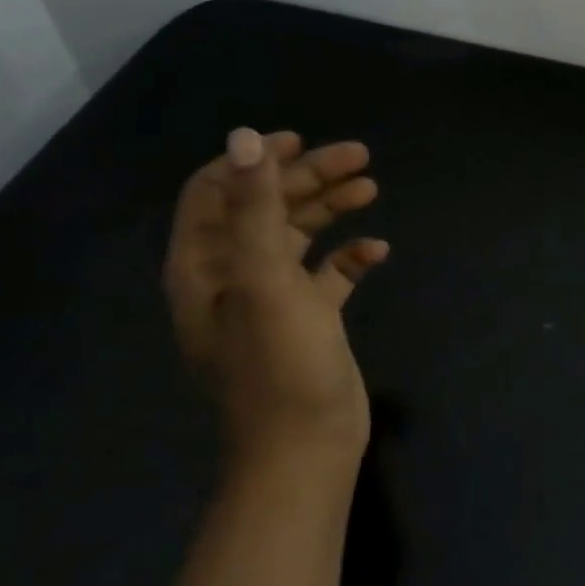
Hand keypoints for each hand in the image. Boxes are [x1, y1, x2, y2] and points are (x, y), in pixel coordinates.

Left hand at [164, 127, 388, 461]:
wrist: (306, 448)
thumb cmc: (278, 364)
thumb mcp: (264, 281)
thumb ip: (254, 207)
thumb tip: (245, 137)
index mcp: (206, 267)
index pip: (214, 193)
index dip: (253, 162)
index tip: (300, 141)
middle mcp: (234, 276)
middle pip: (267, 208)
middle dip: (309, 178)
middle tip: (360, 157)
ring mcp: (273, 298)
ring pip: (300, 235)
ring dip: (332, 207)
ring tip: (372, 187)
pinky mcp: (309, 318)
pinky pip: (329, 273)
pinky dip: (350, 256)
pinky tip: (378, 251)